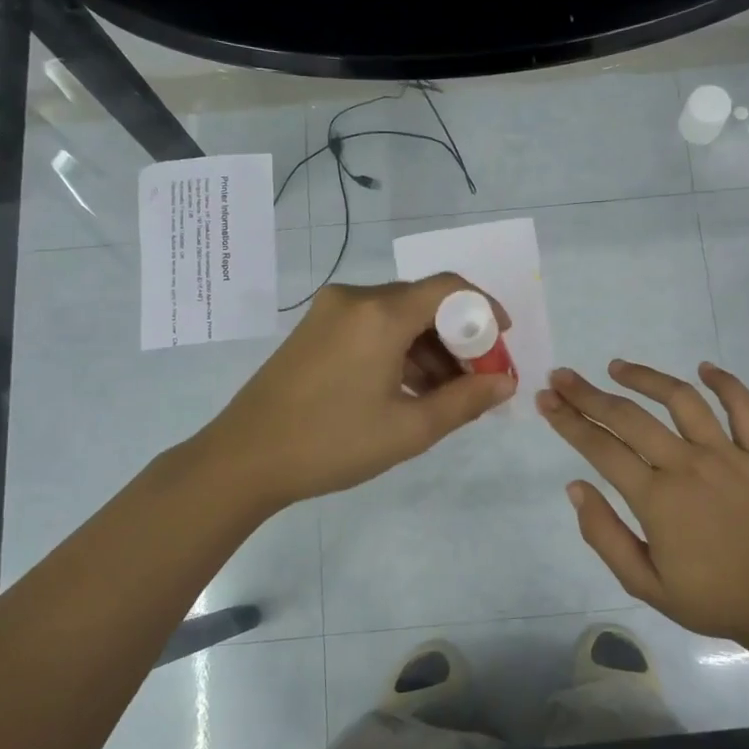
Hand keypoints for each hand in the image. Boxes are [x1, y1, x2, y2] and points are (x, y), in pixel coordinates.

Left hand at [202, 275, 515, 510]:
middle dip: (458, 338)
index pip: (449, 288)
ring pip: (397, 317)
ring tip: (445, 396)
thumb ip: (466, 401)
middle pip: (424, 303)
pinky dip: (398, 351)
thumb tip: (505, 383)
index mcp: (380, 314)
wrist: (243, 459)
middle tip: (477, 380)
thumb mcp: (409, 429)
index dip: (485, 309)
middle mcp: (355, 299)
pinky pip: (371, 327)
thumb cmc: (332, 444)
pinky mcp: (314, 330)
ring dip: (428, 349)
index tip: (502, 342)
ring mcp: (329, 312)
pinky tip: (407, 390)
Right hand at [536, 360, 748, 644]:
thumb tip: (575, 487)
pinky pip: (744, 408)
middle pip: (629, 417)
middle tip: (562, 377)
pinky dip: (725, 383)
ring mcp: (727, 454)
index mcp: (656, 498)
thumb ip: (604, 535)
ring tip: (617, 367)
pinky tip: (704, 367)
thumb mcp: (645, 584)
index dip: (568, 421)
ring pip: (681, 400)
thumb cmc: (712, 599)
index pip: (600, 448)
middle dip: (589, 394)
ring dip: (645, 378)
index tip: (546, 399)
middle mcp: (687, 465)